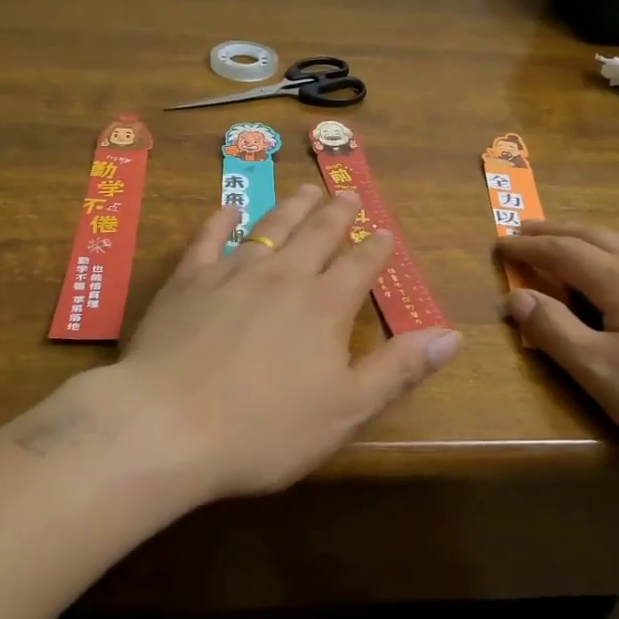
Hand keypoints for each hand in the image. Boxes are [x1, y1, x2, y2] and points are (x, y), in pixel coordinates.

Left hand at [114, 185, 461, 499]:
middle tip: (347, 194)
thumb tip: (451, 334)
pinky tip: (228, 207)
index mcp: (323, 305)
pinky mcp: (188, 279)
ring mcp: (232, 271)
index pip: (359, 265)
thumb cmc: (265, 428)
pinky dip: (221, 218)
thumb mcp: (346, 409)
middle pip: (316, 233)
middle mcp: (282, 275)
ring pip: (270, 226)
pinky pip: (209, 237)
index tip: (385, 233)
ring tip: (305, 190)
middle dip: (336, 213)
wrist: (168, 424)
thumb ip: (399, 369)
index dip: (376, 248)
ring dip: (291, 207)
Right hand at [498, 223, 618, 483]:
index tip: (498, 244)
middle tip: (525, 230)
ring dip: (588, 237)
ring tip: (567, 242)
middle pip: (595, 236)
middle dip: (555, 231)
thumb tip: (514, 296)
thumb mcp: (600, 373)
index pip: (562, 251)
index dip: (527, 247)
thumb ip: (553, 330)